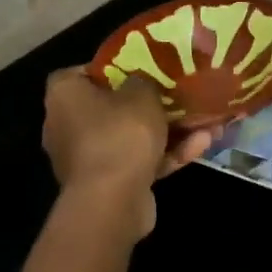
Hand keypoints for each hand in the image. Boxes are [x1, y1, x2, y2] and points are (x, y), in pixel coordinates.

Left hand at [43, 68, 216, 236]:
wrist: (112, 202)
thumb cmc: (120, 135)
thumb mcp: (142, 93)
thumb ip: (144, 80)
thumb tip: (141, 83)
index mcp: (64, 95)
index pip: (84, 72)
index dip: (113, 68)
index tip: (142, 68)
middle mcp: (67, 125)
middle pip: (113, 107)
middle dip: (151, 104)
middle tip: (181, 96)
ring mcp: (88, 158)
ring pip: (131, 137)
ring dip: (169, 132)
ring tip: (206, 123)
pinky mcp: (108, 184)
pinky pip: (138, 161)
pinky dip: (166, 155)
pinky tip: (202, 146)